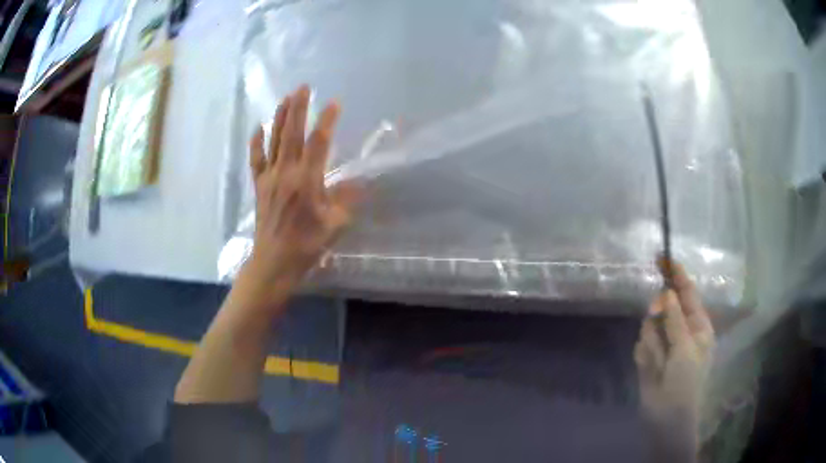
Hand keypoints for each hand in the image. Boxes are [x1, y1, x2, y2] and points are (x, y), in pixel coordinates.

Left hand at [243, 85, 361, 293]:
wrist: (274, 262)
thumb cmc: (307, 245)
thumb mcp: (335, 224)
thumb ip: (347, 199)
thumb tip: (359, 181)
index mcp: (307, 181)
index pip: (318, 144)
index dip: (326, 121)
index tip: (334, 103)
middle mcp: (286, 173)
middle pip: (292, 134)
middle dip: (299, 108)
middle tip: (303, 87)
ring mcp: (269, 178)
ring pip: (274, 141)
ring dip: (280, 117)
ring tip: (286, 98)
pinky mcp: (259, 185)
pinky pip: (256, 159)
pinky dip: (256, 142)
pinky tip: (259, 127)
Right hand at [634, 260, 714, 453]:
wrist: (666, 419)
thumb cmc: (686, 383)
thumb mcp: (685, 350)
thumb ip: (675, 321)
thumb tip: (666, 293)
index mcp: (697, 325)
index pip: (687, 293)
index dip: (676, 275)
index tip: (662, 257)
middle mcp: (680, 330)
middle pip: (664, 306)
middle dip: (658, 313)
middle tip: (653, 316)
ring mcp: (664, 344)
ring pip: (650, 326)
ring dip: (652, 343)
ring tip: (658, 363)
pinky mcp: (649, 357)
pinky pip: (641, 345)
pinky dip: (645, 356)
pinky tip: (651, 370)